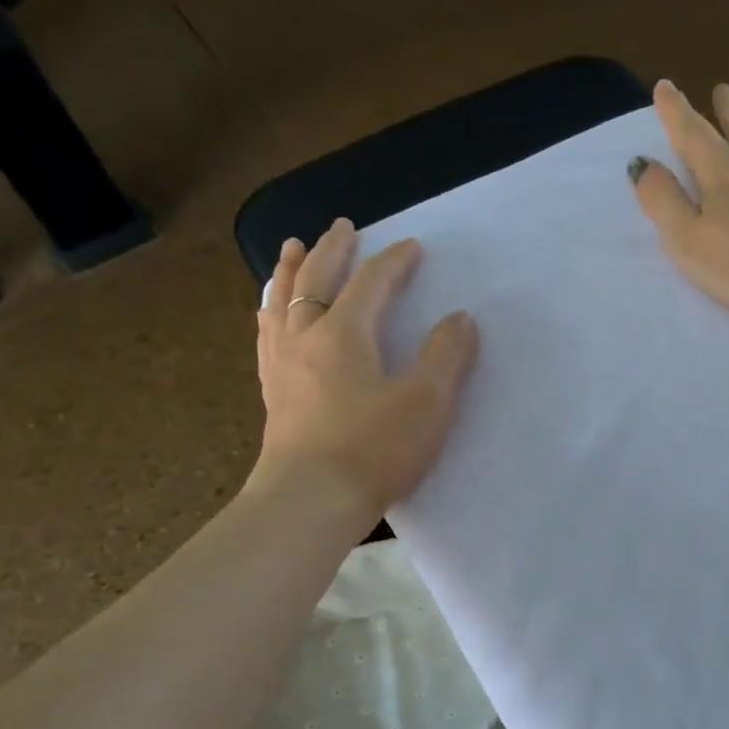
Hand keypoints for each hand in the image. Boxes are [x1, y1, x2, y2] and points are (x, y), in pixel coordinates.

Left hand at [247, 219, 478, 526]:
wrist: (309, 502)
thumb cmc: (372, 450)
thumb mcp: (426, 403)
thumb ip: (446, 357)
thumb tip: (459, 319)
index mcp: (344, 334)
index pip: (371, 283)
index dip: (394, 262)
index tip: (412, 247)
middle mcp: (306, 338)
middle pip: (316, 280)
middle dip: (333, 250)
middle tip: (342, 227)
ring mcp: (283, 366)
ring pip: (281, 302)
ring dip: (291, 271)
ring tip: (293, 250)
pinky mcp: (274, 395)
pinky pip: (268, 335)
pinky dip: (272, 311)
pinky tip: (270, 317)